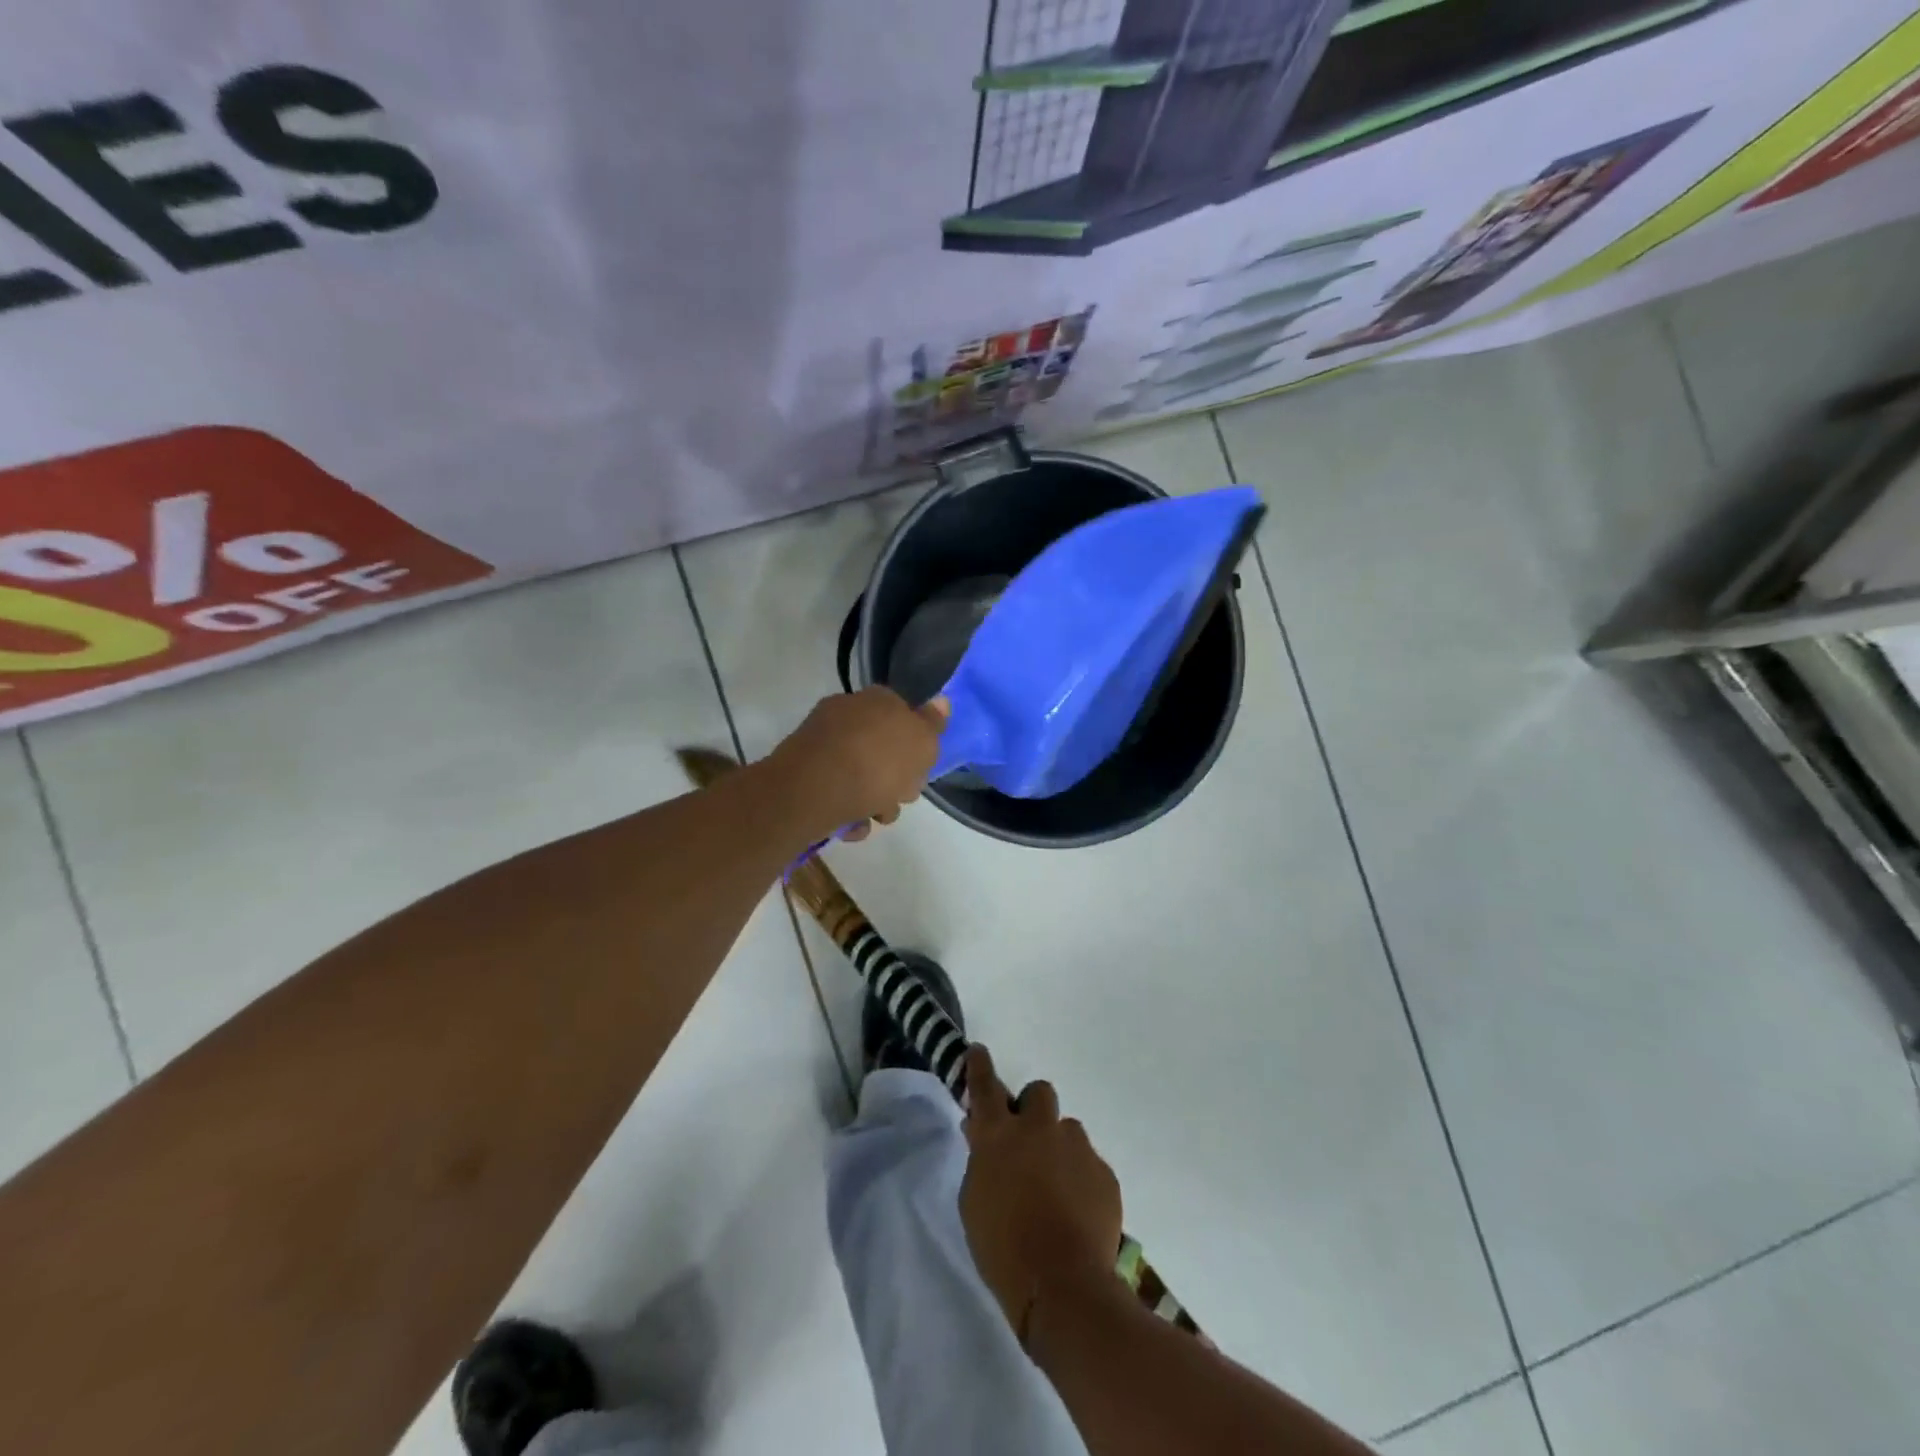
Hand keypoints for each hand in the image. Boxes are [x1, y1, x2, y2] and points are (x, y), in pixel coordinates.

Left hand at [764, 688, 946, 841]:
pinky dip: (846, 810)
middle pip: (882, 749)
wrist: (815, 790)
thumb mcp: (922, 742)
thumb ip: (933, 725)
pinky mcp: (803, 773)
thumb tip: (941, 701)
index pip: (904, 714)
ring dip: (872, 801)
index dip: (916, 745)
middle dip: (895, 780)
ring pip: (859, 774)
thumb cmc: (878, 763)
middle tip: (900, 798)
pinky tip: (850, 825)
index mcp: (876, 699)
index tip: (920, 769)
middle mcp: (847, 713)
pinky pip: (835, 792)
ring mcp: (822, 742)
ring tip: (874, 818)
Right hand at [959, 1045, 1123, 1347]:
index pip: (985, 1085)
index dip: (980, 1065)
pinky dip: (1081, 1180)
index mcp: (999, 1134)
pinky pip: (1090, 1164)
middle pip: (1039, 1092)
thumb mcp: (974, 1201)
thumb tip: (983, 1136)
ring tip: (1057, 1188)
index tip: (979, 1051)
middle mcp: (1039, 1129)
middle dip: (1033, 1109)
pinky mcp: (1104, 1173)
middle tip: (1029, 1141)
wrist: (1062, 1285)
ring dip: (1059, 1148)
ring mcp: (1077, 1147)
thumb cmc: (1002, 1247)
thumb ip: (981, 1160)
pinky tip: (1077, 1212)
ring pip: (1068, 1130)